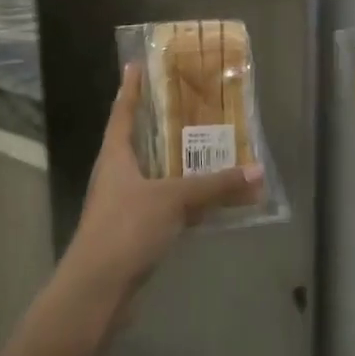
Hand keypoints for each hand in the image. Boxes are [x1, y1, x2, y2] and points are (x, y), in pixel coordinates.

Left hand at [55, 64, 261, 314]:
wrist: (96, 291)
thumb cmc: (126, 229)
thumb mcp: (173, 200)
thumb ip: (215, 186)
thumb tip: (258, 171)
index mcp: (115, 156)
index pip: (122, 112)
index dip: (130, 89)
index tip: (135, 64)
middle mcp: (116, 175)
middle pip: (137, 141)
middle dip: (159, 123)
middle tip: (187, 103)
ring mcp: (122, 205)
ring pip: (151, 174)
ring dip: (173, 162)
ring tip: (203, 146)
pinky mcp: (131, 232)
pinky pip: (160, 204)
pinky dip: (180, 197)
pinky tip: (203, 200)